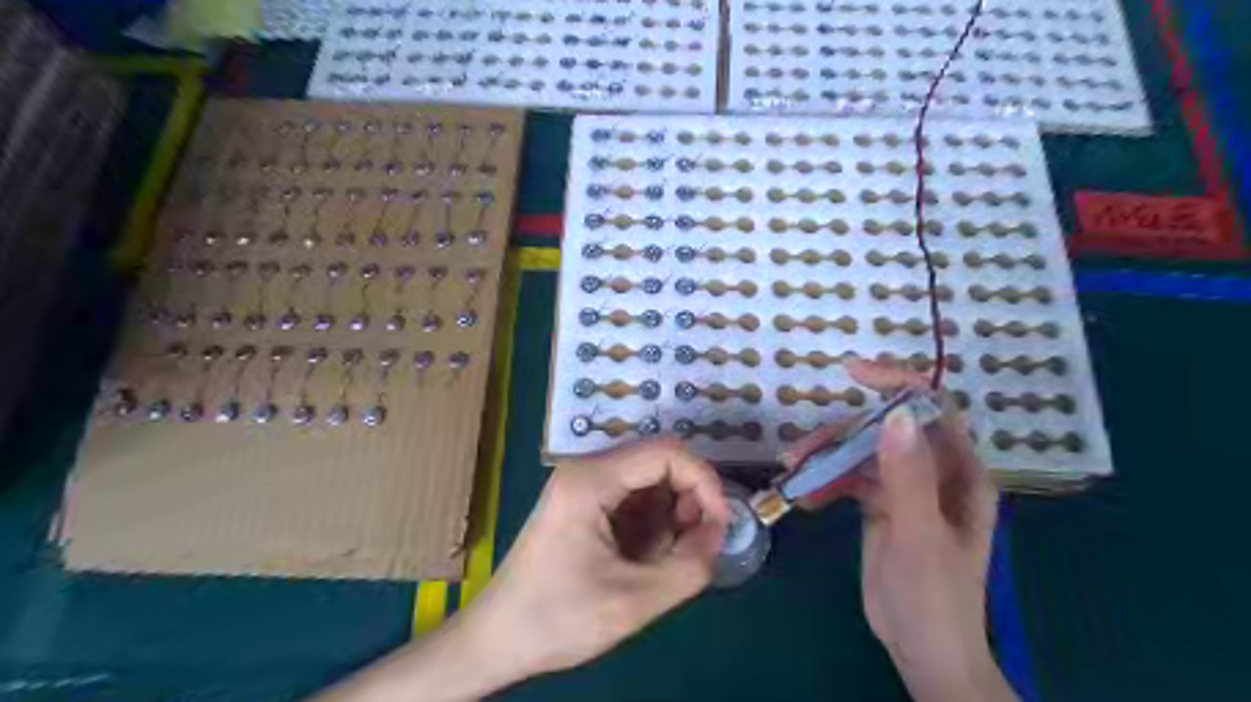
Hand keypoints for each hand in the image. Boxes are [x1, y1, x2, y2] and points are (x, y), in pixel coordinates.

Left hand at [463, 437, 735, 683]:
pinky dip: (652, 524)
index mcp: (592, 480)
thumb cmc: (557, 619)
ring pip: (649, 481)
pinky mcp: (583, 503)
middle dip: (688, 500)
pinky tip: (643, 559)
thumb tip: (719, 533)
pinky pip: (633, 498)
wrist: (496, 639)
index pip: (667, 453)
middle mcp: (586, 470)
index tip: (719, 525)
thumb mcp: (633, 601)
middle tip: (694, 545)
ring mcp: (582, 484)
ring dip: (671, 515)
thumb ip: (690, 566)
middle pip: (659, 462)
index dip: (705, 482)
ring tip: (664, 560)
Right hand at [779, 362, 1015, 701]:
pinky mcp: (880, 504)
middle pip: (884, 429)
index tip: (854, 372)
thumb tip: (894, 414)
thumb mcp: (919, 535)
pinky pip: (849, 479)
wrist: (922, 651)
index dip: (897, 384)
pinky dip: (825, 482)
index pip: (932, 409)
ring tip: (791, 470)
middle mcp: (933, 472)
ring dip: (826, 457)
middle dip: (841, 433)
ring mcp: (905, 488)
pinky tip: (803, 497)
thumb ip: (907, 477)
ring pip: (861, 452)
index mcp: (959, 473)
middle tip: (800, 451)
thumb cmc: (934, 597)